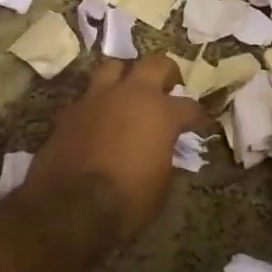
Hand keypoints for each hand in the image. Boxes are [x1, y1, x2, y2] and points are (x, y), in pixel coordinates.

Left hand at [20, 54, 205, 243]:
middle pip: (154, 64)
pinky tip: (99, 118)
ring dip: (125, 76)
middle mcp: (131, 95)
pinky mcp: (70, 111)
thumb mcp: (160, 186)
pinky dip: (98, 103)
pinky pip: (88, 96)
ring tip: (128, 91)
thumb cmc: (127, 200)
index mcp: (161, 112)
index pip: (189, 106)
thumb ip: (166, 158)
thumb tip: (165, 151)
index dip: (198, 116)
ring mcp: (97, 98)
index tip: (201, 123)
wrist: (69, 207)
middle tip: (169, 86)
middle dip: (166, 72)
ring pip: (114, 67)